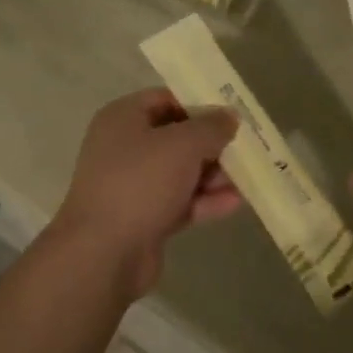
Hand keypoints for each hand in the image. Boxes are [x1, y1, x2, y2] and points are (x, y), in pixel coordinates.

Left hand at [46, 90, 240, 297]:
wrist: (103, 253)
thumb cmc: (140, 182)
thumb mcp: (182, 145)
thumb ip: (211, 127)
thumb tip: (229, 116)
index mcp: (123, 118)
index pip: (165, 99)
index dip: (199, 103)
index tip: (231, 113)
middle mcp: (124, 147)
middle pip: (176, 137)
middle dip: (212, 143)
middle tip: (246, 147)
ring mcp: (133, 185)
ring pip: (180, 172)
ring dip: (213, 174)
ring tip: (249, 177)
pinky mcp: (144, 218)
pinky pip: (179, 202)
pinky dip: (205, 201)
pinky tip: (236, 203)